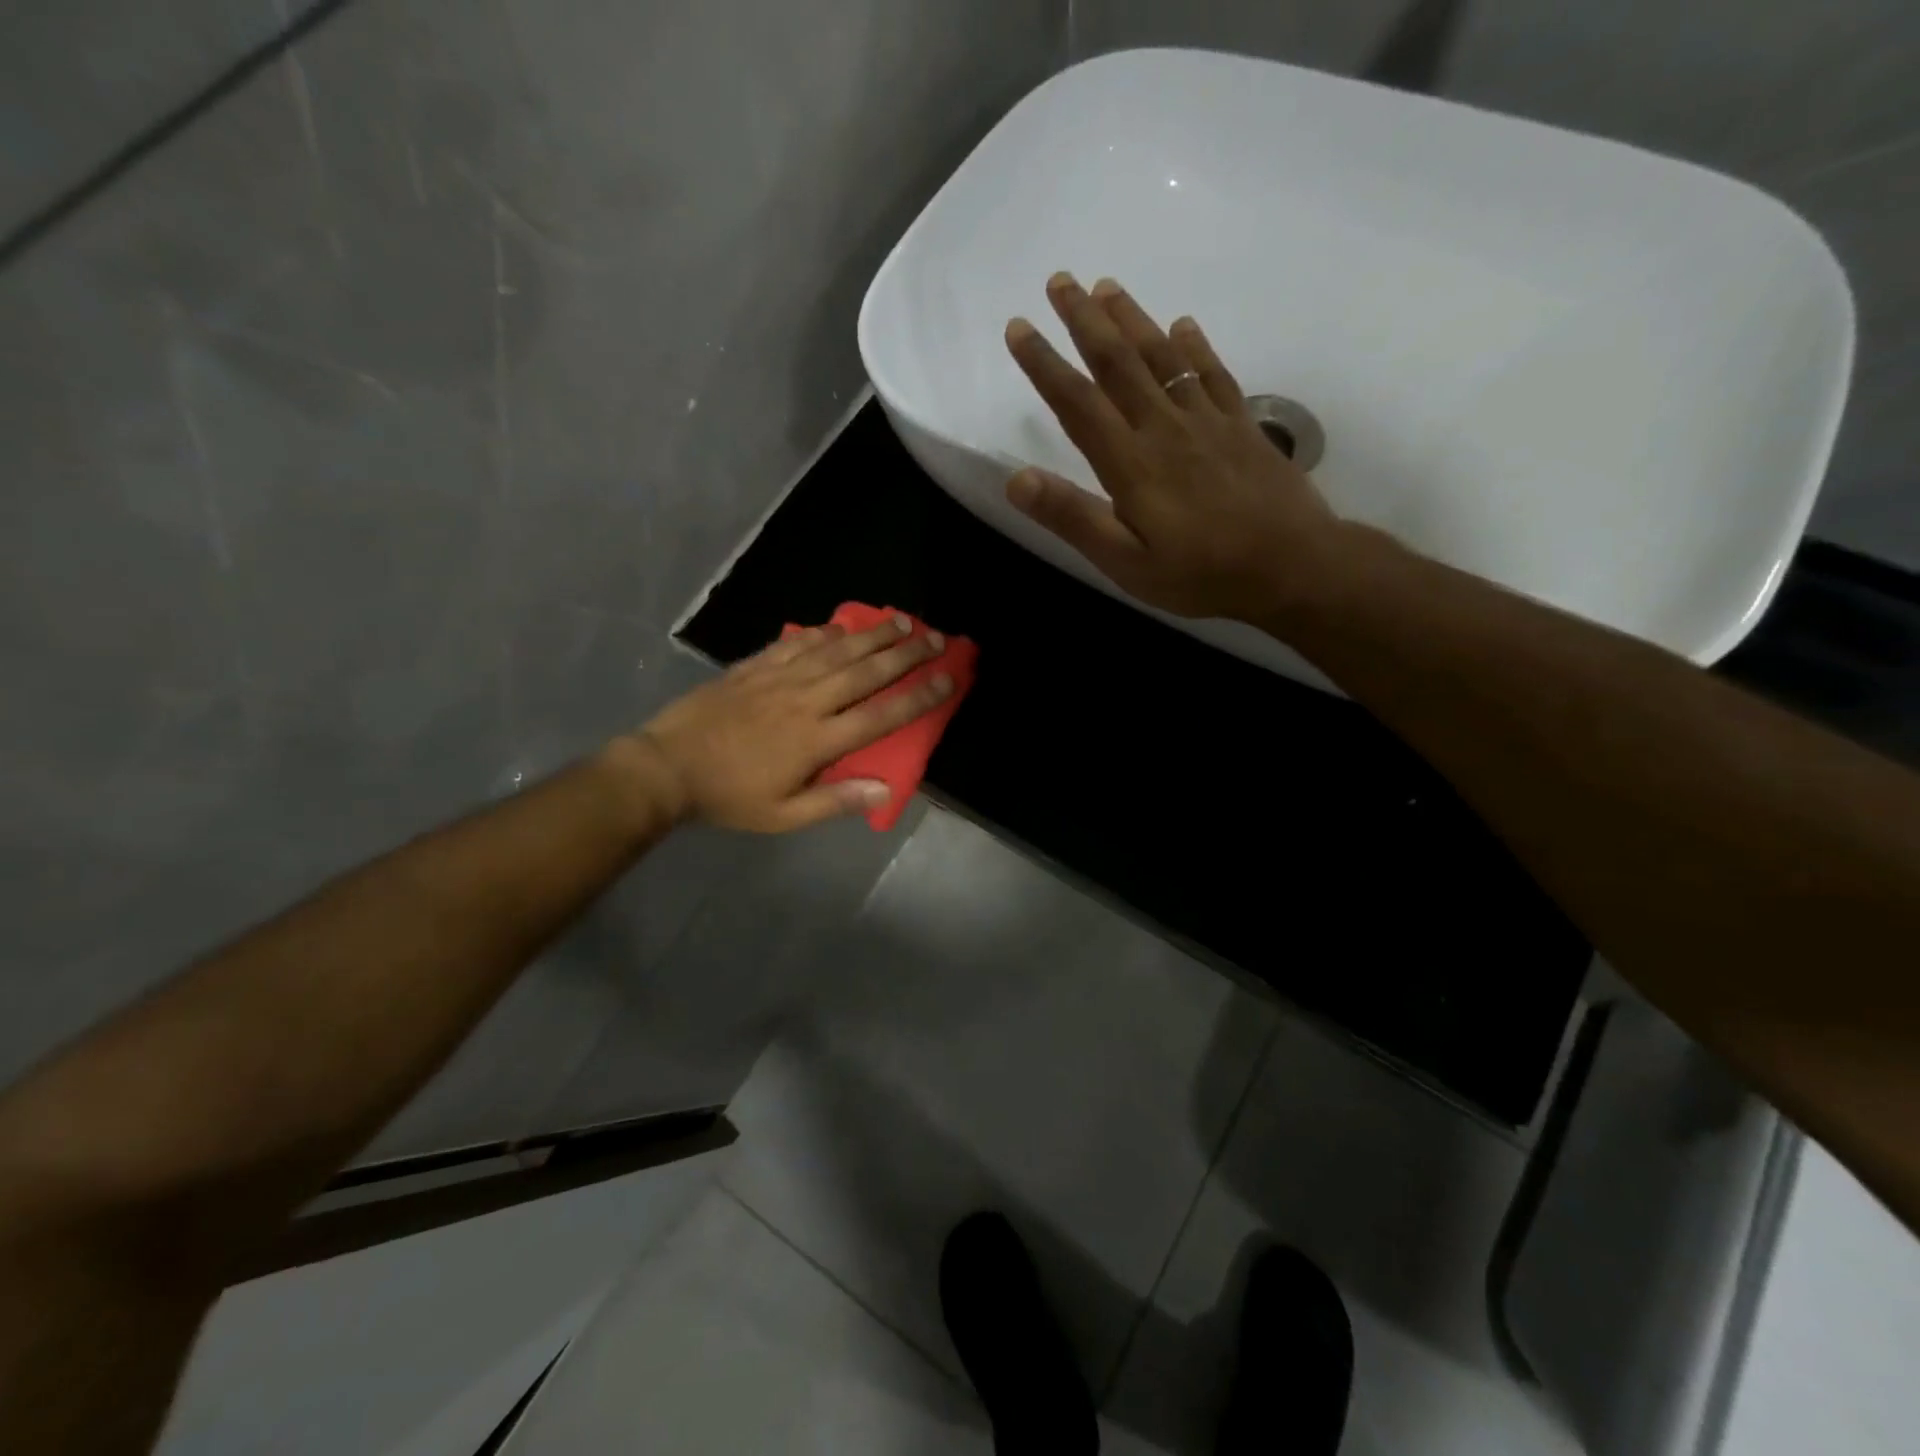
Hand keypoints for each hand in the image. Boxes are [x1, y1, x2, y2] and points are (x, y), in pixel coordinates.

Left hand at [633, 615, 953, 832]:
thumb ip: (836, 801)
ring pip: (836, 650)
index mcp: (817, 740)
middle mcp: (806, 701)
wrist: (667, 767)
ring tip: (901, 620)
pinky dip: (823, 632)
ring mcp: (779, 679)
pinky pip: (797, 642)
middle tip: (935, 637)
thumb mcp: (783, 815)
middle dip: (905, 653)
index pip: (879, 715)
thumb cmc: (729, 796)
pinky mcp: (755, 667)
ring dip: (872, 635)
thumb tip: (886, 790)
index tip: (947, 678)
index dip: (918, 696)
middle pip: (865, 672)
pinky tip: (840, 624)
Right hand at [1004, 273, 1344, 625]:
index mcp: (1130, 462)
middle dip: (1084, 321)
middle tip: (1060, 281)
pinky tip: (1183, 326)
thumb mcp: (1125, 561)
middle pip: (1118, 363)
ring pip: (1163, 357)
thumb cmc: (1200, 573)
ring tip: (1107, 287)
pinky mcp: (1242, 427)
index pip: (1078, 403)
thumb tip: (1016, 479)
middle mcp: (1164, 427)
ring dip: (1132, 319)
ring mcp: (1207, 422)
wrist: (1292, 566)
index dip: (1045, 364)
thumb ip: (1073, 518)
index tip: (1019, 327)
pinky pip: (1214, 374)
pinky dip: (1194, 346)